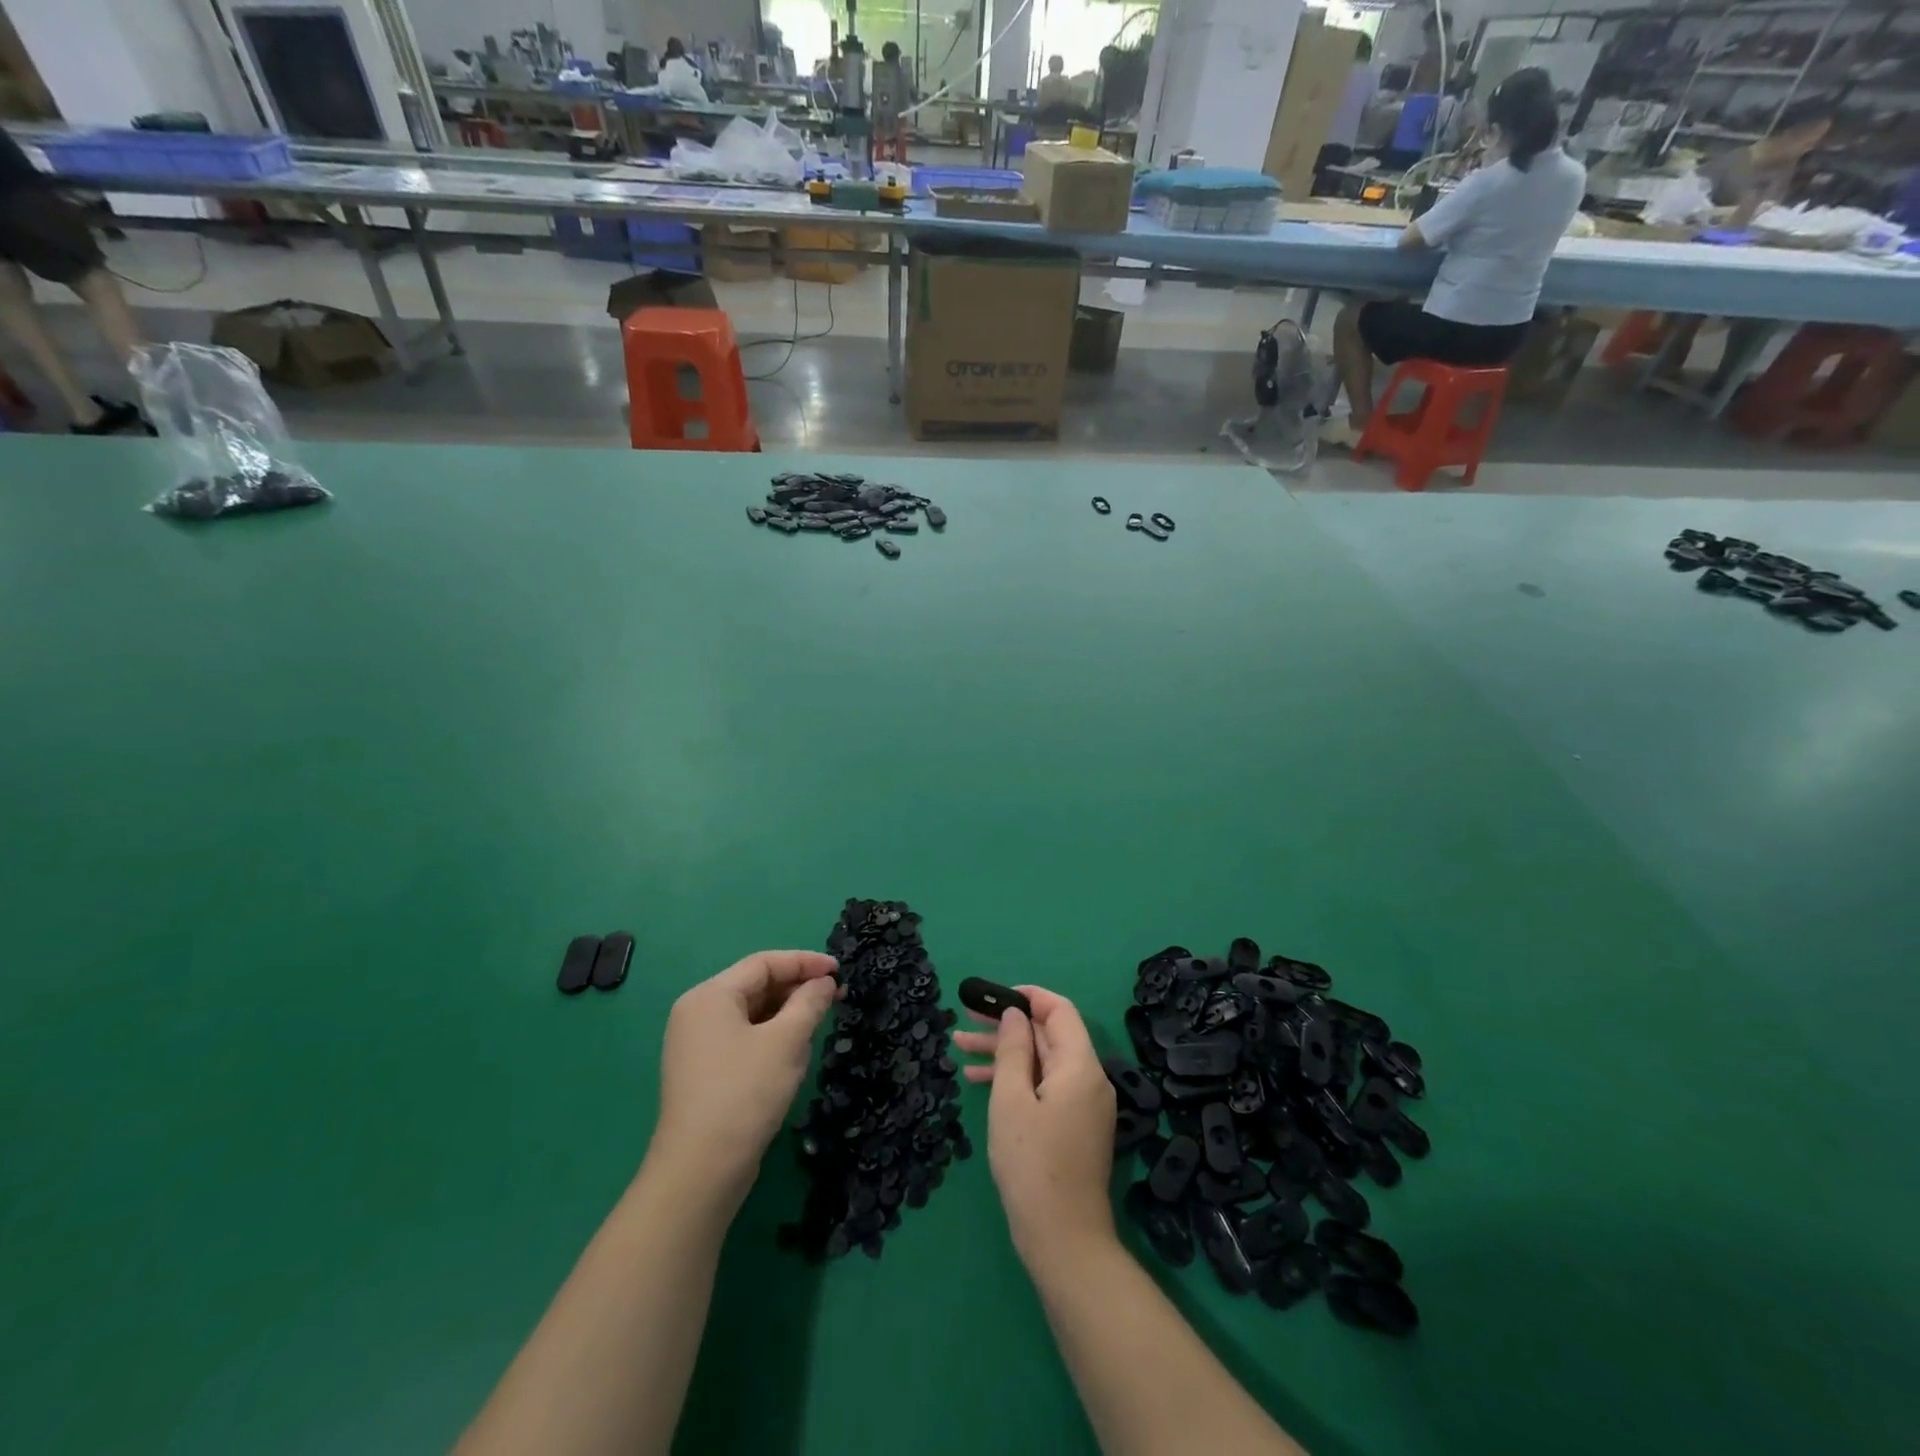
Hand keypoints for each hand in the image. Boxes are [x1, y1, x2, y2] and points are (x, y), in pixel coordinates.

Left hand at [650, 950, 839, 1211]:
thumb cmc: (745, 1093)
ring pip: (752, 1015)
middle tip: (835, 998)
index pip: (763, 963)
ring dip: (787, 1016)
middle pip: (755, 986)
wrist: (700, 1171)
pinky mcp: (703, 1073)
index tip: (839, 970)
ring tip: (819, 1026)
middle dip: (797, 990)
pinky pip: (743, 1039)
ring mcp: (696, 1045)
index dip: (804, 962)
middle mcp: (697, 1013)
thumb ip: (809, 1002)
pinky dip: (771, 1038)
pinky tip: (794, 1055)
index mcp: (710, 996)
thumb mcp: (787, 1041)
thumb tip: (823, 982)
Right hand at [953, 986, 1116, 1264]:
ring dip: (1006, 1053)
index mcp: (1080, 1066)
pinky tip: (980, 1082)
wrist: (1063, 1241)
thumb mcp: (1011, 1100)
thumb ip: (1014, 1050)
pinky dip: (1017, 1080)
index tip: (992, 997)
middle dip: (1007, 1027)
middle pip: (1048, 1036)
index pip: (1060, 1010)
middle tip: (966, 1021)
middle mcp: (1089, 1079)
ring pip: (1043, 1062)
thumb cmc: (1032, 1165)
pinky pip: (1046, 1087)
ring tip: (960, 1048)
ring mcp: (1084, 1104)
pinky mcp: (1075, 1126)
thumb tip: (1015, 1014)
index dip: (1028, 997)